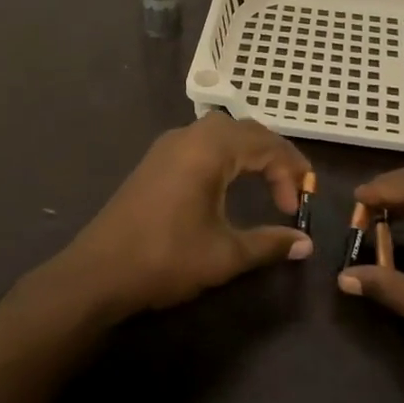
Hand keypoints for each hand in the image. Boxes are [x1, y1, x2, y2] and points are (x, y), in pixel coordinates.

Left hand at [54, 114, 314, 315]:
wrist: (98, 272)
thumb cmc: (166, 257)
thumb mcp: (224, 254)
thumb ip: (269, 244)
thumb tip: (305, 244)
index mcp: (210, 148)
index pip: (266, 144)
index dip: (290, 172)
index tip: (298, 207)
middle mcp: (190, 135)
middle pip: (246, 130)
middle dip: (275, 157)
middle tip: (292, 190)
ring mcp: (169, 144)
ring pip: (223, 133)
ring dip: (251, 153)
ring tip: (268, 184)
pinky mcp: (156, 159)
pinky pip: (203, 142)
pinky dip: (227, 155)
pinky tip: (230, 182)